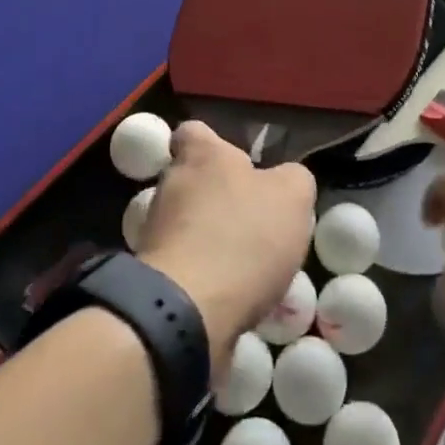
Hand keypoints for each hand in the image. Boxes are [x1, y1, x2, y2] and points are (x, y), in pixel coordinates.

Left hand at [135, 120, 315, 369]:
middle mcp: (170, 184)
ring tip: (246, 267)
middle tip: (252, 220)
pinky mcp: (151, 277)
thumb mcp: (293, 196)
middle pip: (192, 180)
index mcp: (202, 155)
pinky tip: (229, 295)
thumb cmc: (243, 237)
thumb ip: (293, 179)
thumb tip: (285, 181)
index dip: (213, 144)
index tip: (236, 165)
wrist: (185, 313)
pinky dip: (202, 277)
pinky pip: (182, 266)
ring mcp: (154, 232)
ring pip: (186, 225)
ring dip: (210, 239)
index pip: (193, 132)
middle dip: (216, 197)